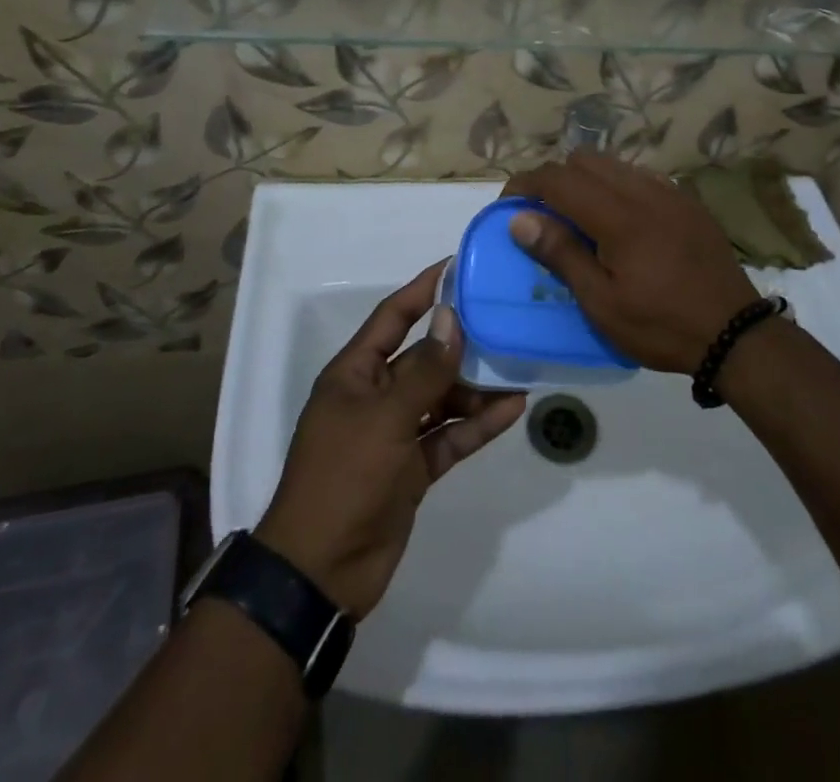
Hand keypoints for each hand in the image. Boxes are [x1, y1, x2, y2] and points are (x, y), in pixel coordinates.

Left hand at [255, 264, 525, 619]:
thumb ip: (424, 369)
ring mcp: (394, 433)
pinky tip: (512, 410)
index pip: (393, 317)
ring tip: (520, 368)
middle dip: (462, 343)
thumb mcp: (385, 417)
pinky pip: (449, 435)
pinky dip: (477, 425)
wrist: (320, 572)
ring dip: (477, 387)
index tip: (457, 266)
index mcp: (355, 374)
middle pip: (425, 357)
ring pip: (442, 397)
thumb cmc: (344, 478)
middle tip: (505, 321)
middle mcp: (375, 396)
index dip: (422, 290)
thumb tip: (452, 318)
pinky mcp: (412, 468)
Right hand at [503, 152, 759, 373]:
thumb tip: (519, 219)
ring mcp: (669, 192)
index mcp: (618, 216)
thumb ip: (561, 254)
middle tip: (544, 217)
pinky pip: (640, 176)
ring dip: (586, 181)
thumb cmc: (661, 325)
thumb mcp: (602, 303)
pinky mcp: (686, 201)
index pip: (558, 178)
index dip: (525, 185)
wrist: (735, 333)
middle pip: (584, 160)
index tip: (509, 207)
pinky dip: (616, 187)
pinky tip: (619, 222)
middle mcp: (643, 190)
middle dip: (555, 180)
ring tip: (579, 220)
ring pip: (613, 164)